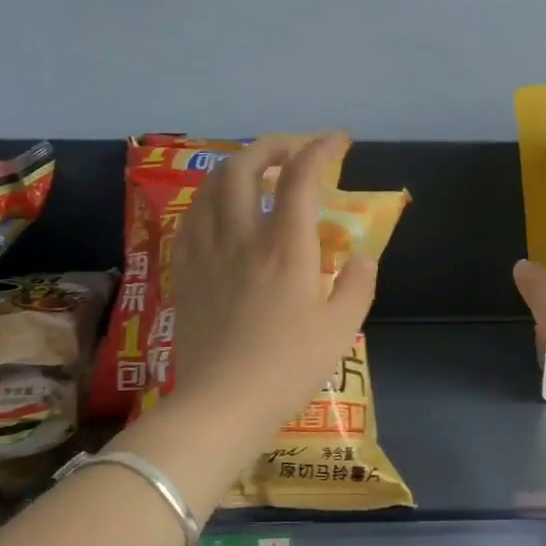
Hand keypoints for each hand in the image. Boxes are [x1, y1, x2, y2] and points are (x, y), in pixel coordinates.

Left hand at [168, 133, 376, 444]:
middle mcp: (242, 237)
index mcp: (286, 248)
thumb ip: (358, 284)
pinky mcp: (184, 271)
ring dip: (236, 168)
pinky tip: (220, 212)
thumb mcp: (342, 329)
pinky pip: (190, 218)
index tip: (339, 141)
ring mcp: (206, 252)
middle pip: (244, 166)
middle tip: (292, 153)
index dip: (321, 148)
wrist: (224, 404)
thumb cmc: (289, 368)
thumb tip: (362, 255)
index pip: (301, 177)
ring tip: (256, 175)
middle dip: (270, 147)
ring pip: (210, 186)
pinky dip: (209, 200)